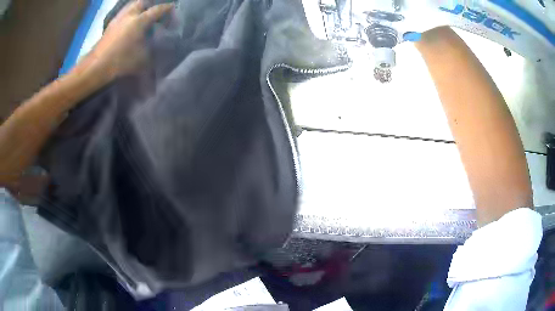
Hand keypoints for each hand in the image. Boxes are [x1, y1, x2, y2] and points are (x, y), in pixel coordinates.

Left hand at [81, 0, 173, 80]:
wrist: (96, 67)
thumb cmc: (120, 62)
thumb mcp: (142, 58)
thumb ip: (152, 48)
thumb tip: (159, 43)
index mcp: (139, 21)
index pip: (158, 10)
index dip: (167, 9)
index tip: (173, 9)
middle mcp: (129, 15)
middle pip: (143, 1)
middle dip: (151, 4)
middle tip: (155, 12)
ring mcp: (118, 19)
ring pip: (131, 5)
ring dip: (139, 7)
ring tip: (143, 15)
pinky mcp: (110, 25)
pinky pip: (123, 13)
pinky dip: (129, 14)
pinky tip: (129, 22)